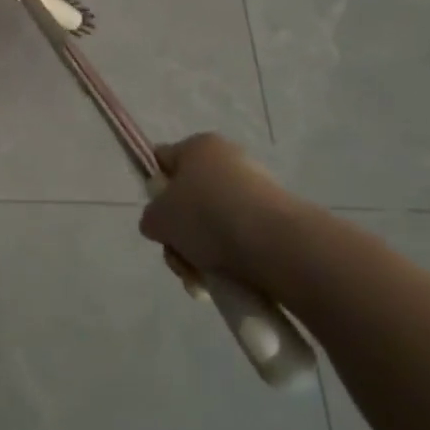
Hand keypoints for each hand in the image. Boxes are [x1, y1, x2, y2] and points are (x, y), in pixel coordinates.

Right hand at [140, 133, 300, 285]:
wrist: (276, 245)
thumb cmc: (207, 216)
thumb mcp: (158, 218)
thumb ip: (150, 218)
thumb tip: (161, 225)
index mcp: (198, 146)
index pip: (163, 160)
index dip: (154, 189)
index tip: (157, 218)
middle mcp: (229, 161)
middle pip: (189, 200)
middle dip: (180, 235)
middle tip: (179, 258)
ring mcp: (257, 191)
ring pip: (214, 225)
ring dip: (202, 254)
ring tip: (203, 281)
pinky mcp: (279, 221)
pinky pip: (242, 240)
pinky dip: (231, 261)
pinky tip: (228, 283)